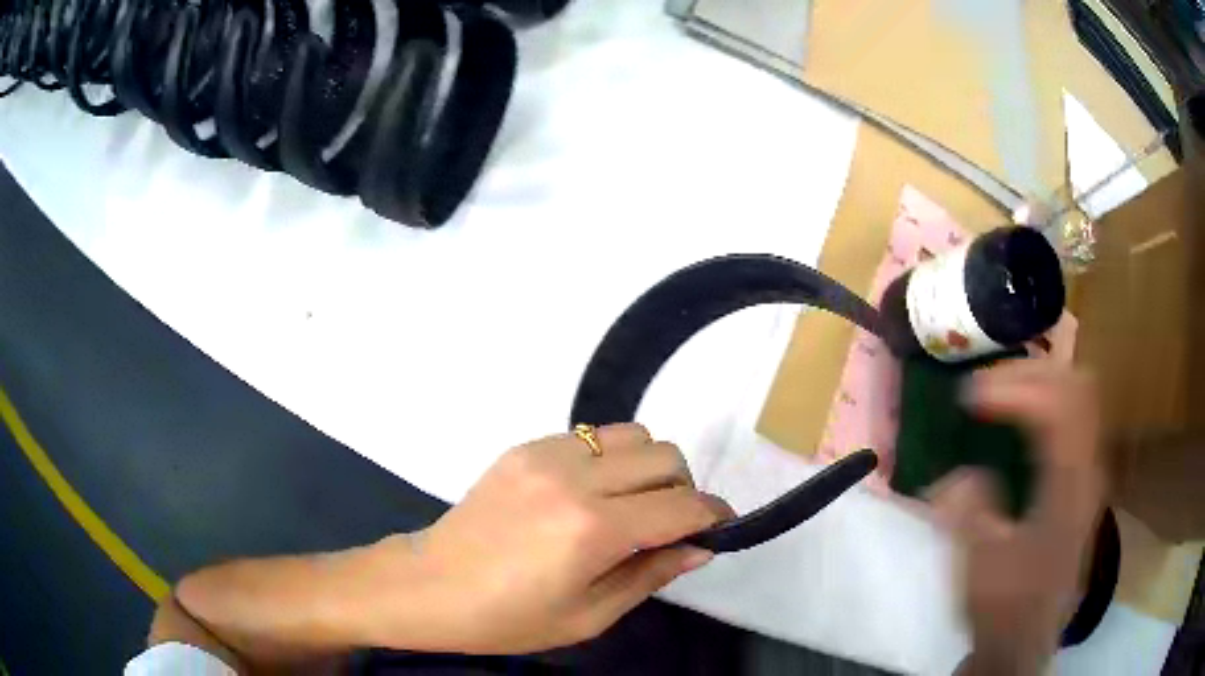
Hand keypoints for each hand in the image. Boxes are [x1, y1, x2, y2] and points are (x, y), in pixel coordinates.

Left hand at [352, 424, 731, 654]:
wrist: (430, 586)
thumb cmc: (508, 618)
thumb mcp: (589, 615)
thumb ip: (651, 574)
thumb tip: (701, 548)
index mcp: (592, 530)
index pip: (681, 506)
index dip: (713, 515)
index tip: (720, 527)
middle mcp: (575, 479)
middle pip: (664, 456)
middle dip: (683, 489)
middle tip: (669, 524)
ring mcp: (546, 454)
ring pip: (631, 434)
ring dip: (647, 467)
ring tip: (630, 504)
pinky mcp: (524, 447)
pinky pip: (590, 436)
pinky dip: (608, 459)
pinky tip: (587, 494)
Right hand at [933, 361, 1104, 674]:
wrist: (1025, 640)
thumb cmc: (1005, 608)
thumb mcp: (980, 567)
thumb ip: (970, 512)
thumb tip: (958, 472)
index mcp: (1068, 491)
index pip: (1058, 409)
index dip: (1014, 389)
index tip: (969, 397)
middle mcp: (1088, 470)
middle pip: (1076, 385)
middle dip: (1030, 371)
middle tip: (985, 384)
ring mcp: (1089, 471)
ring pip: (1079, 395)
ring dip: (1039, 382)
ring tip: (999, 393)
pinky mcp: (1082, 479)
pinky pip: (1073, 416)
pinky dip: (1046, 402)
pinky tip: (1018, 419)